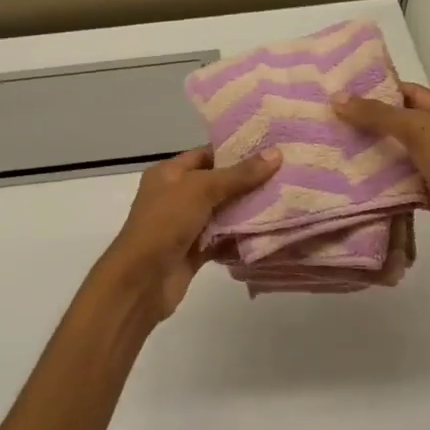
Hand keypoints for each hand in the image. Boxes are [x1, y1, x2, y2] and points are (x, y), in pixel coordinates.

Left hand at [91, 146, 281, 323]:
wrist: (141, 280)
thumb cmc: (165, 223)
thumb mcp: (201, 189)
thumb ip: (239, 174)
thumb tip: (276, 153)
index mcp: (169, 173)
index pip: (207, 154)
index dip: (236, 150)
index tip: (271, 148)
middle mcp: (176, 196)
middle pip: (218, 183)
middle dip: (249, 181)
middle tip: (287, 174)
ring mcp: (185, 225)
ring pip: (223, 213)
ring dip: (249, 210)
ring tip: (287, 199)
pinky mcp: (195, 251)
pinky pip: (223, 239)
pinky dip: (242, 237)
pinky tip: (271, 232)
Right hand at [331, 83, 429, 275]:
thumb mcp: (418, 131)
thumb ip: (378, 115)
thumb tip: (337, 97)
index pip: (409, 92)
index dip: (377, 90)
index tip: (342, 94)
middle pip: (402, 124)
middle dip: (369, 125)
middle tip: (331, 125)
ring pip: (401, 157)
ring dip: (374, 156)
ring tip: (335, 153)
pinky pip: (404, 185)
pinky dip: (384, 185)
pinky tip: (355, 185)